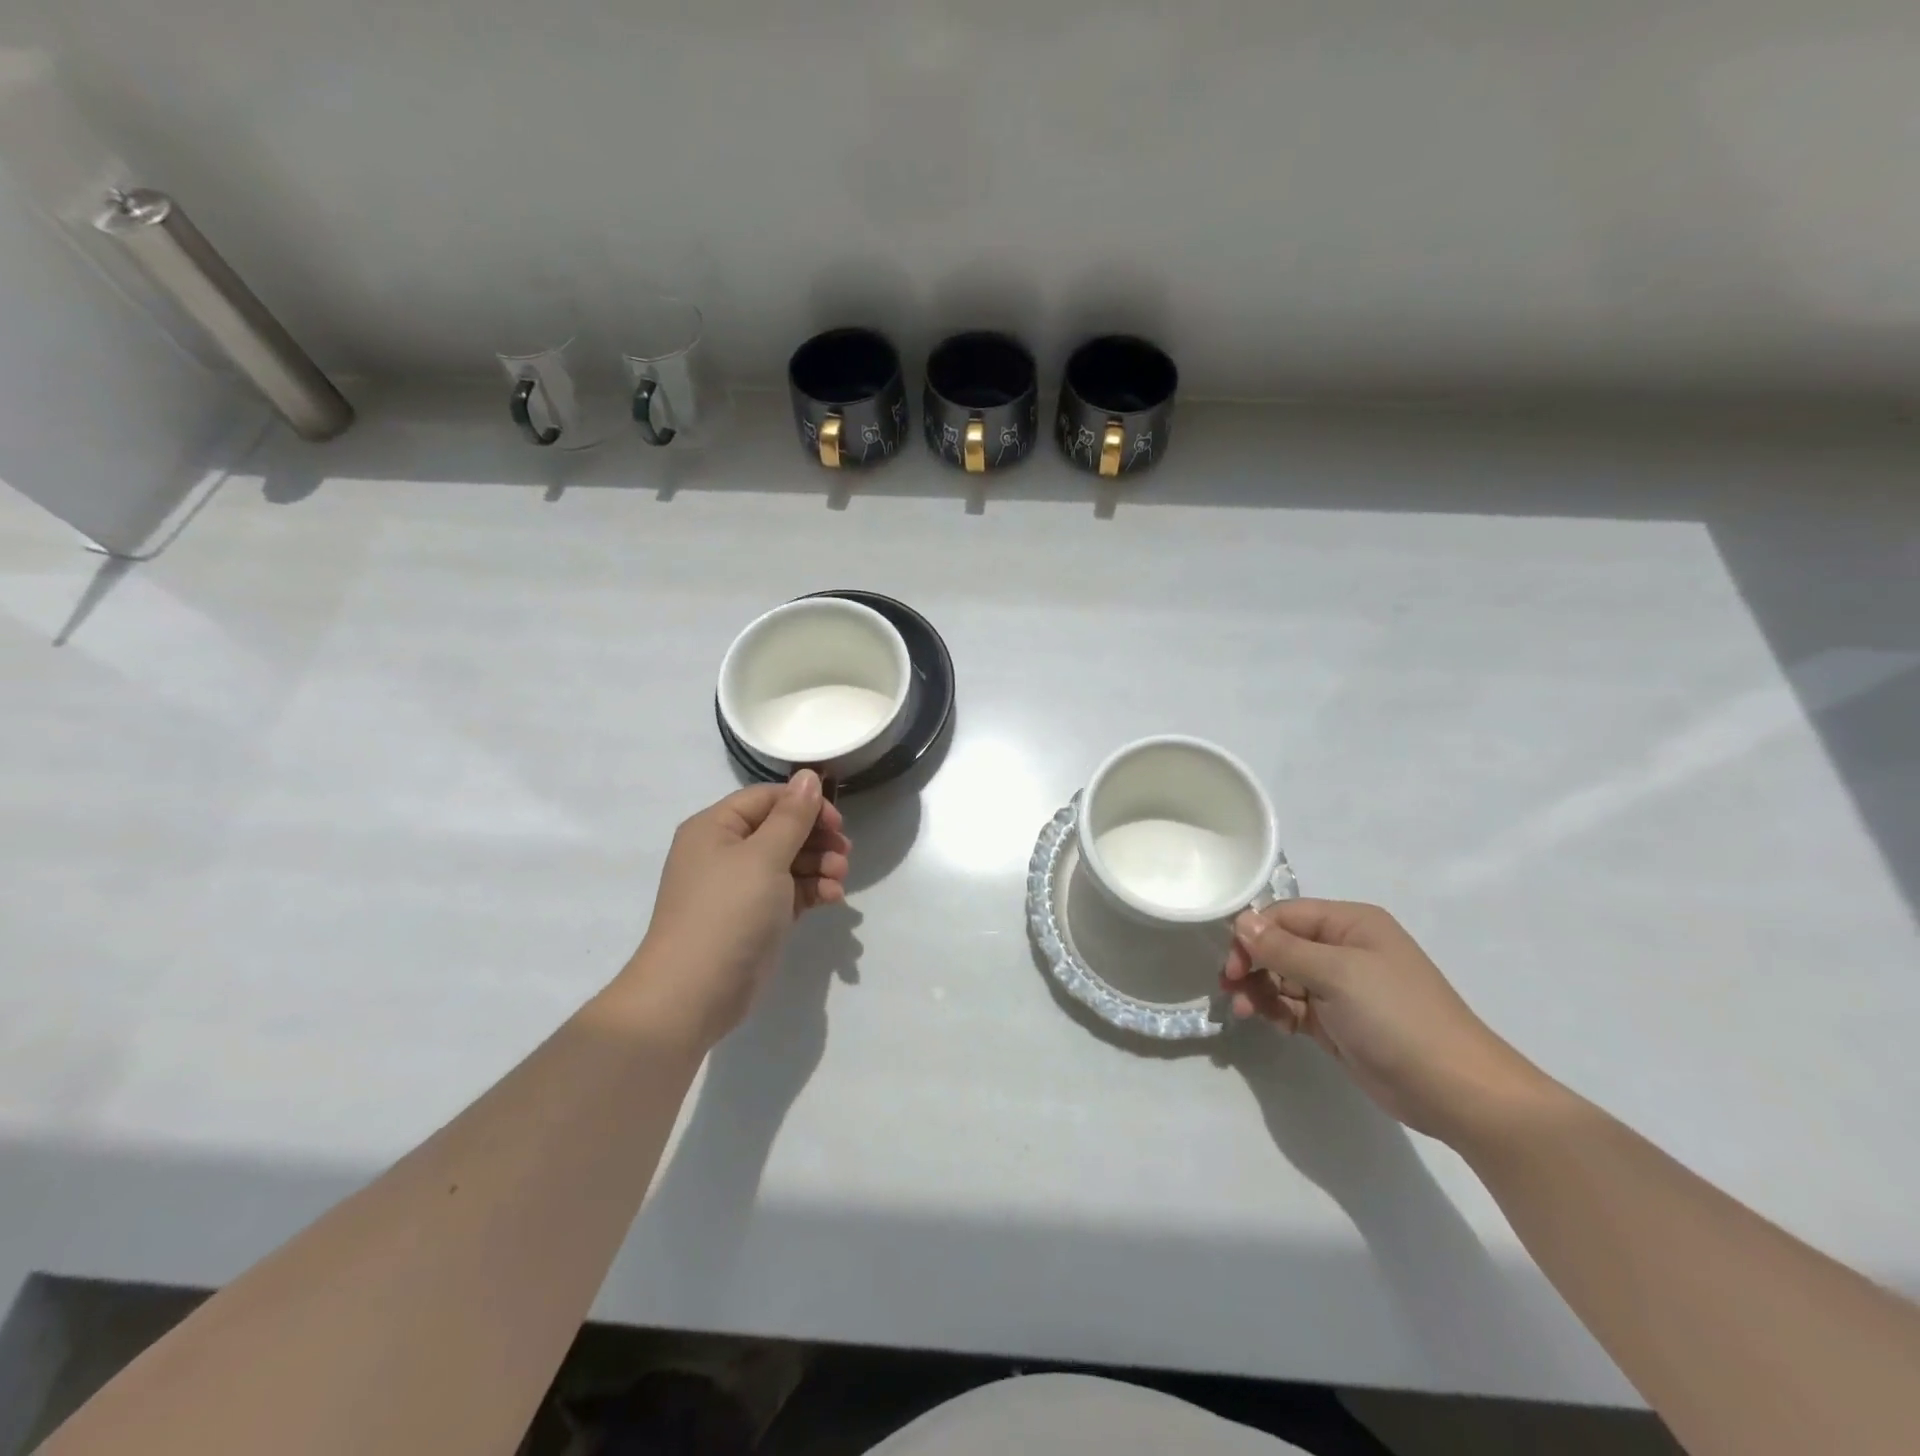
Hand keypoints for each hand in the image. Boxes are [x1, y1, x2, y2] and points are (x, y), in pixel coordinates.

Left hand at [626, 771, 850, 1046]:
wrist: (693, 993)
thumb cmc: (727, 913)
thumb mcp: (764, 857)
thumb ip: (792, 816)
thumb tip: (809, 775)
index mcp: (716, 827)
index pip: (768, 798)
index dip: (805, 805)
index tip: (837, 822)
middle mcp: (726, 851)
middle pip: (782, 828)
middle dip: (817, 838)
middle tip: (845, 853)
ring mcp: (741, 886)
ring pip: (791, 860)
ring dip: (820, 865)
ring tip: (839, 879)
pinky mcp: (756, 916)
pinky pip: (790, 890)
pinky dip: (813, 890)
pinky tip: (833, 899)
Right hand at [1223, 899, 1551, 1145]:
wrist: (1455, 1091)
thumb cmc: (1398, 1018)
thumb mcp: (1337, 974)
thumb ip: (1283, 947)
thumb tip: (1240, 921)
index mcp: (1350, 923)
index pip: (1284, 915)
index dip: (1253, 935)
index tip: (1231, 965)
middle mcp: (1344, 948)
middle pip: (1280, 945)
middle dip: (1253, 964)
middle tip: (1231, 989)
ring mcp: (1341, 987)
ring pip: (1283, 977)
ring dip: (1260, 990)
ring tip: (1247, 1012)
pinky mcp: (1337, 1021)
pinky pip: (1294, 1005)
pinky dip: (1278, 1011)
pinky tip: (1274, 1024)